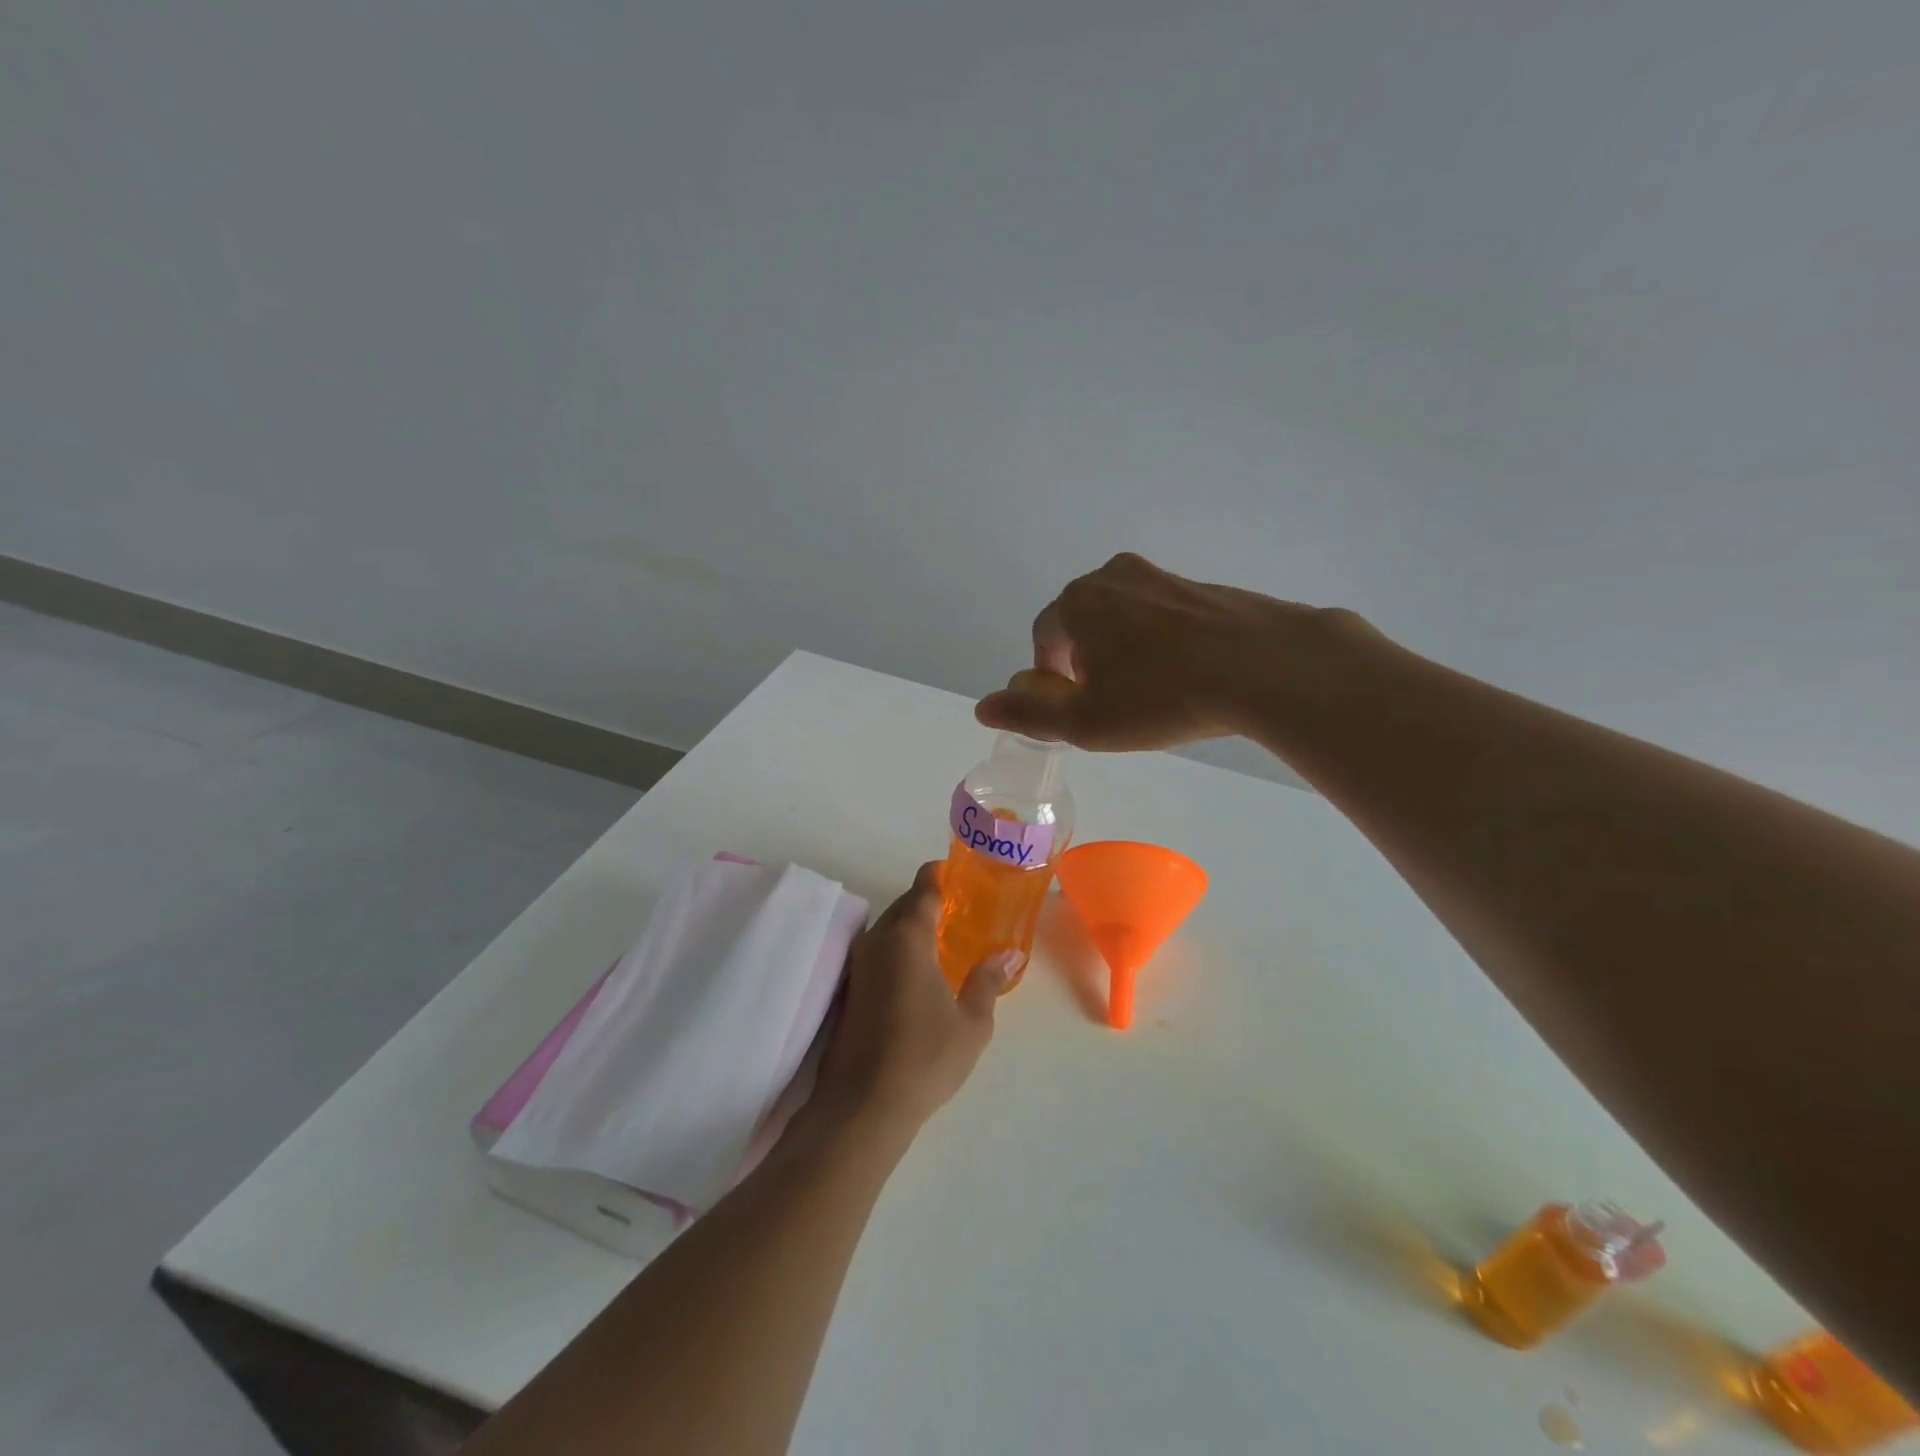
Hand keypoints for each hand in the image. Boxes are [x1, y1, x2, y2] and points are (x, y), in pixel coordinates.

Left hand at [810, 863, 1012, 1143]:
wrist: (861, 1107)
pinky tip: (916, 975)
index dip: (939, 875)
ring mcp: (857, 966)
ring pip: (887, 930)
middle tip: (958, 913)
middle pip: (903, 906)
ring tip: (941, 943)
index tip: (957, 873)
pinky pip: (877, 953)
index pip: (922, 888)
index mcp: (907, 938)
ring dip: (911, 928)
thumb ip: (986, 981)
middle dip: (927, 903)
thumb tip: (1006, 954)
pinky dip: (897, 951)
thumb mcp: (971, 1023)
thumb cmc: (924, 1058)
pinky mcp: (847, 991)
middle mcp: (877, 941)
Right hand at [974, 552, 1379, 750]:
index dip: (1054, 679)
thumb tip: (982, 707)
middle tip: (1116, 704)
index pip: (1044, 640)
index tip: (1081, 709)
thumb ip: (1028, 714)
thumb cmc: (1161, 697)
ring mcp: (1159, 576)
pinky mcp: (1199, 585)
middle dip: (1087, 663)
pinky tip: (1186, 674)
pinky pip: (1162, 616)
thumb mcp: (1086, 722)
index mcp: (1075, 603)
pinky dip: (1161, 643)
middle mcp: (1110, 577)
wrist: (1263, 665)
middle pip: (1082, 624)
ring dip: (1124, 652)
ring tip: (1154, 691)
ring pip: (1123, 618)